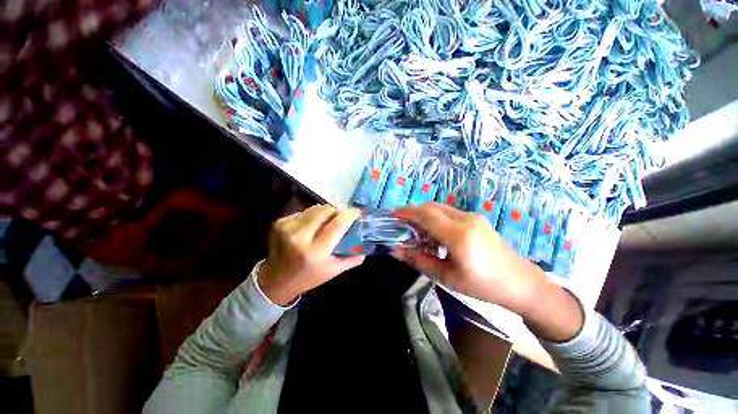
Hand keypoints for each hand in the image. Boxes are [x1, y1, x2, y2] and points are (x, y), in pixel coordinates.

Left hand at [258, 205, 364, 305]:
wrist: (275, 280)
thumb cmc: (308, 277)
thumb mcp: (333, 271)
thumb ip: (352, 258)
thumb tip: (366, 245)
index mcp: (315, 251)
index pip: (337, 224)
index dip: (350, 215)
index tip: (358, 212)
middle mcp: (299, 236)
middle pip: (325, 210)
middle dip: (337, 211)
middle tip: (340, 218)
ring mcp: (287, 227)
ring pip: (315, 208)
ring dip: (325, 213)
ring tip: (325, 224)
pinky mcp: (279, 222)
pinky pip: (303, 212)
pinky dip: (312, 216)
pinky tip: (310, 227)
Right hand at [393, 203, 545, 313]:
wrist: (521, 283)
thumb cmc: (483, 285)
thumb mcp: (448, 276)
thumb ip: (420, 260)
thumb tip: (397, 251)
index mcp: (458, 235)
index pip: (426, 215)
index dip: (407, 212)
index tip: (393, 214)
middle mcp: (465, 219)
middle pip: (432, 207)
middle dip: (413, 211)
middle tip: (400, 221)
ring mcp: (473, 217)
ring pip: (440, 208)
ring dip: (424, 214)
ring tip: (413, 227)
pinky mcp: (476, 219)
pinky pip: (449, 213)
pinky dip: (435, 217)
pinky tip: (432, 231)